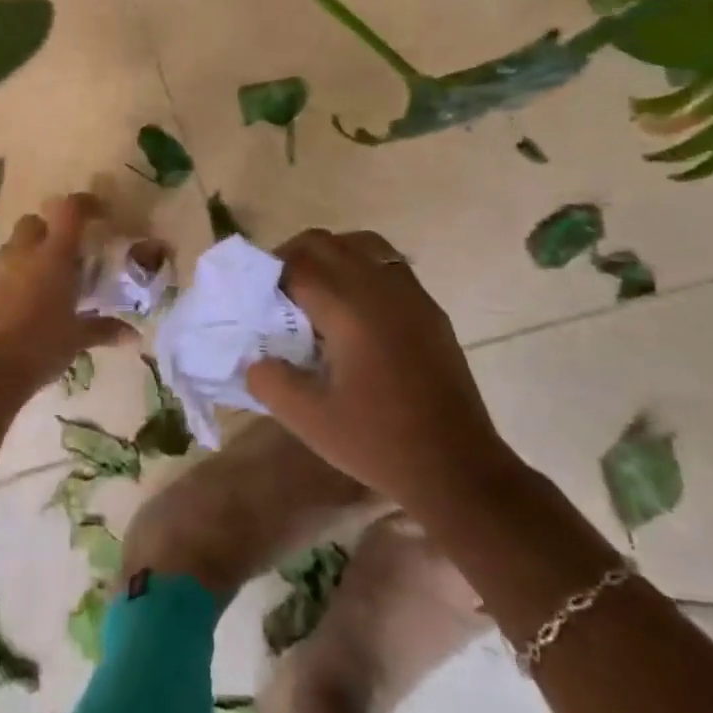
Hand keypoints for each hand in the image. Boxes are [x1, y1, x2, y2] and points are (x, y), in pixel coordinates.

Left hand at [0, 193, 134, 395]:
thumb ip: (104, 329)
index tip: (101, 213)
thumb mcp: (77, 339)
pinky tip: (26, 303)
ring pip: (15, 245)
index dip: (86, 204)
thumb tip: (132, 334)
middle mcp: (23, 253)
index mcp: (53, 256)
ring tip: (49, 280)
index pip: (70, 210)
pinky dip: (15, 277)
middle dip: (51, 229)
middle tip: (69, 252)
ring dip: (32, 253)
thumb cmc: (40, 348)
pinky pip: (1, 271)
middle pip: (35, 221)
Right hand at [247, 229, 515, 515]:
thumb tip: (254, 357)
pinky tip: (353, 312)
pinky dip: (360, 269)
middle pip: (325, 243)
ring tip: (314, 293)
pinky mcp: (429, 310)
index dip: (268, 275)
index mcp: (348, 309)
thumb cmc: (379, 443)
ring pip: (361, 244)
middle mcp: (380, 288)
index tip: (254, 300)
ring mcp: (410, 295)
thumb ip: (268, 380)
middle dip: (293, 257)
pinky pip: (388, 265)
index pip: (297, 264)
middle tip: (276, 293)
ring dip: (329, 256)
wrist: (458, 469)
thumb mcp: (308, 420)